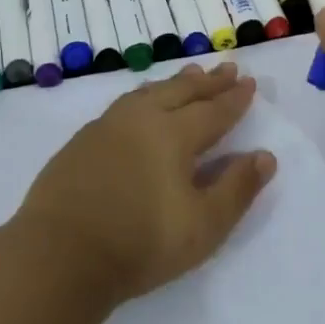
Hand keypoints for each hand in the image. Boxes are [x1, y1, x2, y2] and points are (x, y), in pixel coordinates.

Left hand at [15, 62, 277, 302]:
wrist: (60, 255)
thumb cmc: (140, 243)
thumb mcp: (203, 226)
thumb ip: (236, 189)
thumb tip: (264, 156)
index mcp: (173, 135)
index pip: (213, 111)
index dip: (234, 98)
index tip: (249, 82)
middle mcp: (141, 119)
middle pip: (181, 92)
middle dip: (207, 81)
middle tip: (226, 68)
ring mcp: (106, 127)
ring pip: (148, 93)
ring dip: (174, 83)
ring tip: (188, 75)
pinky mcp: (82, 141)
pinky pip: (124, 104)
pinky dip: (144, 96)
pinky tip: (141, 104)